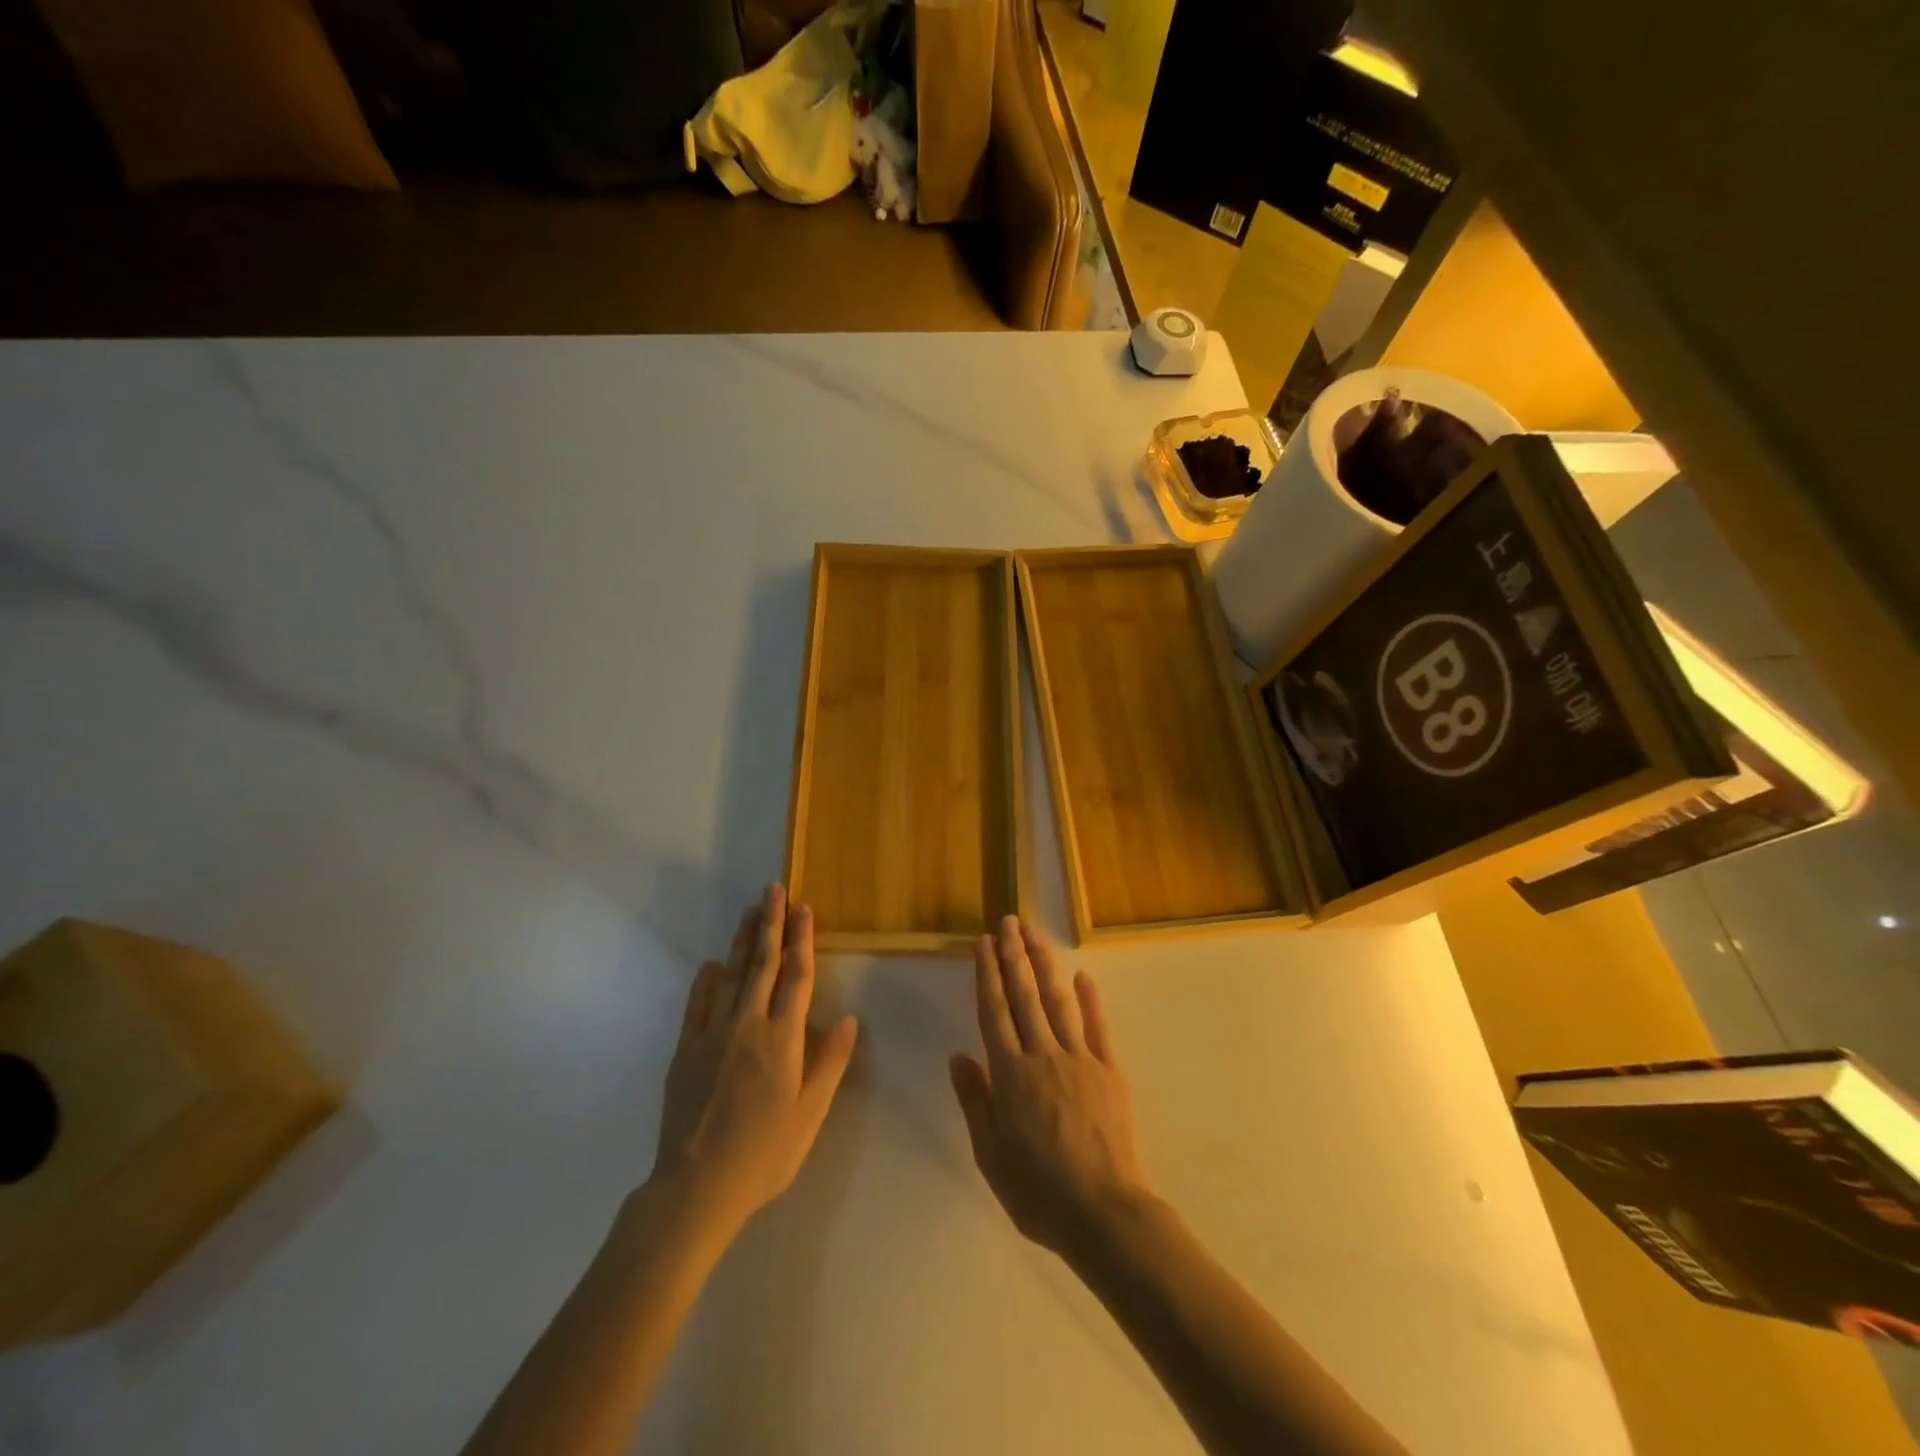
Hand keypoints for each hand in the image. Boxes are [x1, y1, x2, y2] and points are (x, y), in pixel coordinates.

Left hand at [650, 884, 858, 1241]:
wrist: (696, 1188)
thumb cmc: (764, 1154)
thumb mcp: (809, 1115)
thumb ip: (829, 1064)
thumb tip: (849, 1019)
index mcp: (782, 1039)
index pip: (797, 977)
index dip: (802, 939)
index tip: (805, 908)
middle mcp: (748, 1025)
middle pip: (762, 964)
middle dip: (771, 924)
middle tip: (774, 889)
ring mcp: (713, 1034)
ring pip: (731, 975)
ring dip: (742, 941)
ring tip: (750, 910)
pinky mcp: (686, 1050)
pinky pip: (697, 1004)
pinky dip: (706, 980)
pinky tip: (711, 965)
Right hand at [950, 916, 1151, 1257]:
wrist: (1103, 1213)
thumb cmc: (1038, 1191)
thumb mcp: (990, 1155)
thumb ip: (975, 1101)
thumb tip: (958, 1056)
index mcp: (1011, 1074)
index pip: (994, 1012)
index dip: (987, 974)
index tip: (983, 943)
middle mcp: (1043, 1055)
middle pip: (1024, 996)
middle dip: (1014, 955)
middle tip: (1008, 922)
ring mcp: (1080, 1059)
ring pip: (1058, 1001)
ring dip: (1044, 965)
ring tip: (1035, 934)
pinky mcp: (1109, 1070)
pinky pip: (1098, 1027)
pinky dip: (1090, 1000)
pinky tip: (1083, 976)